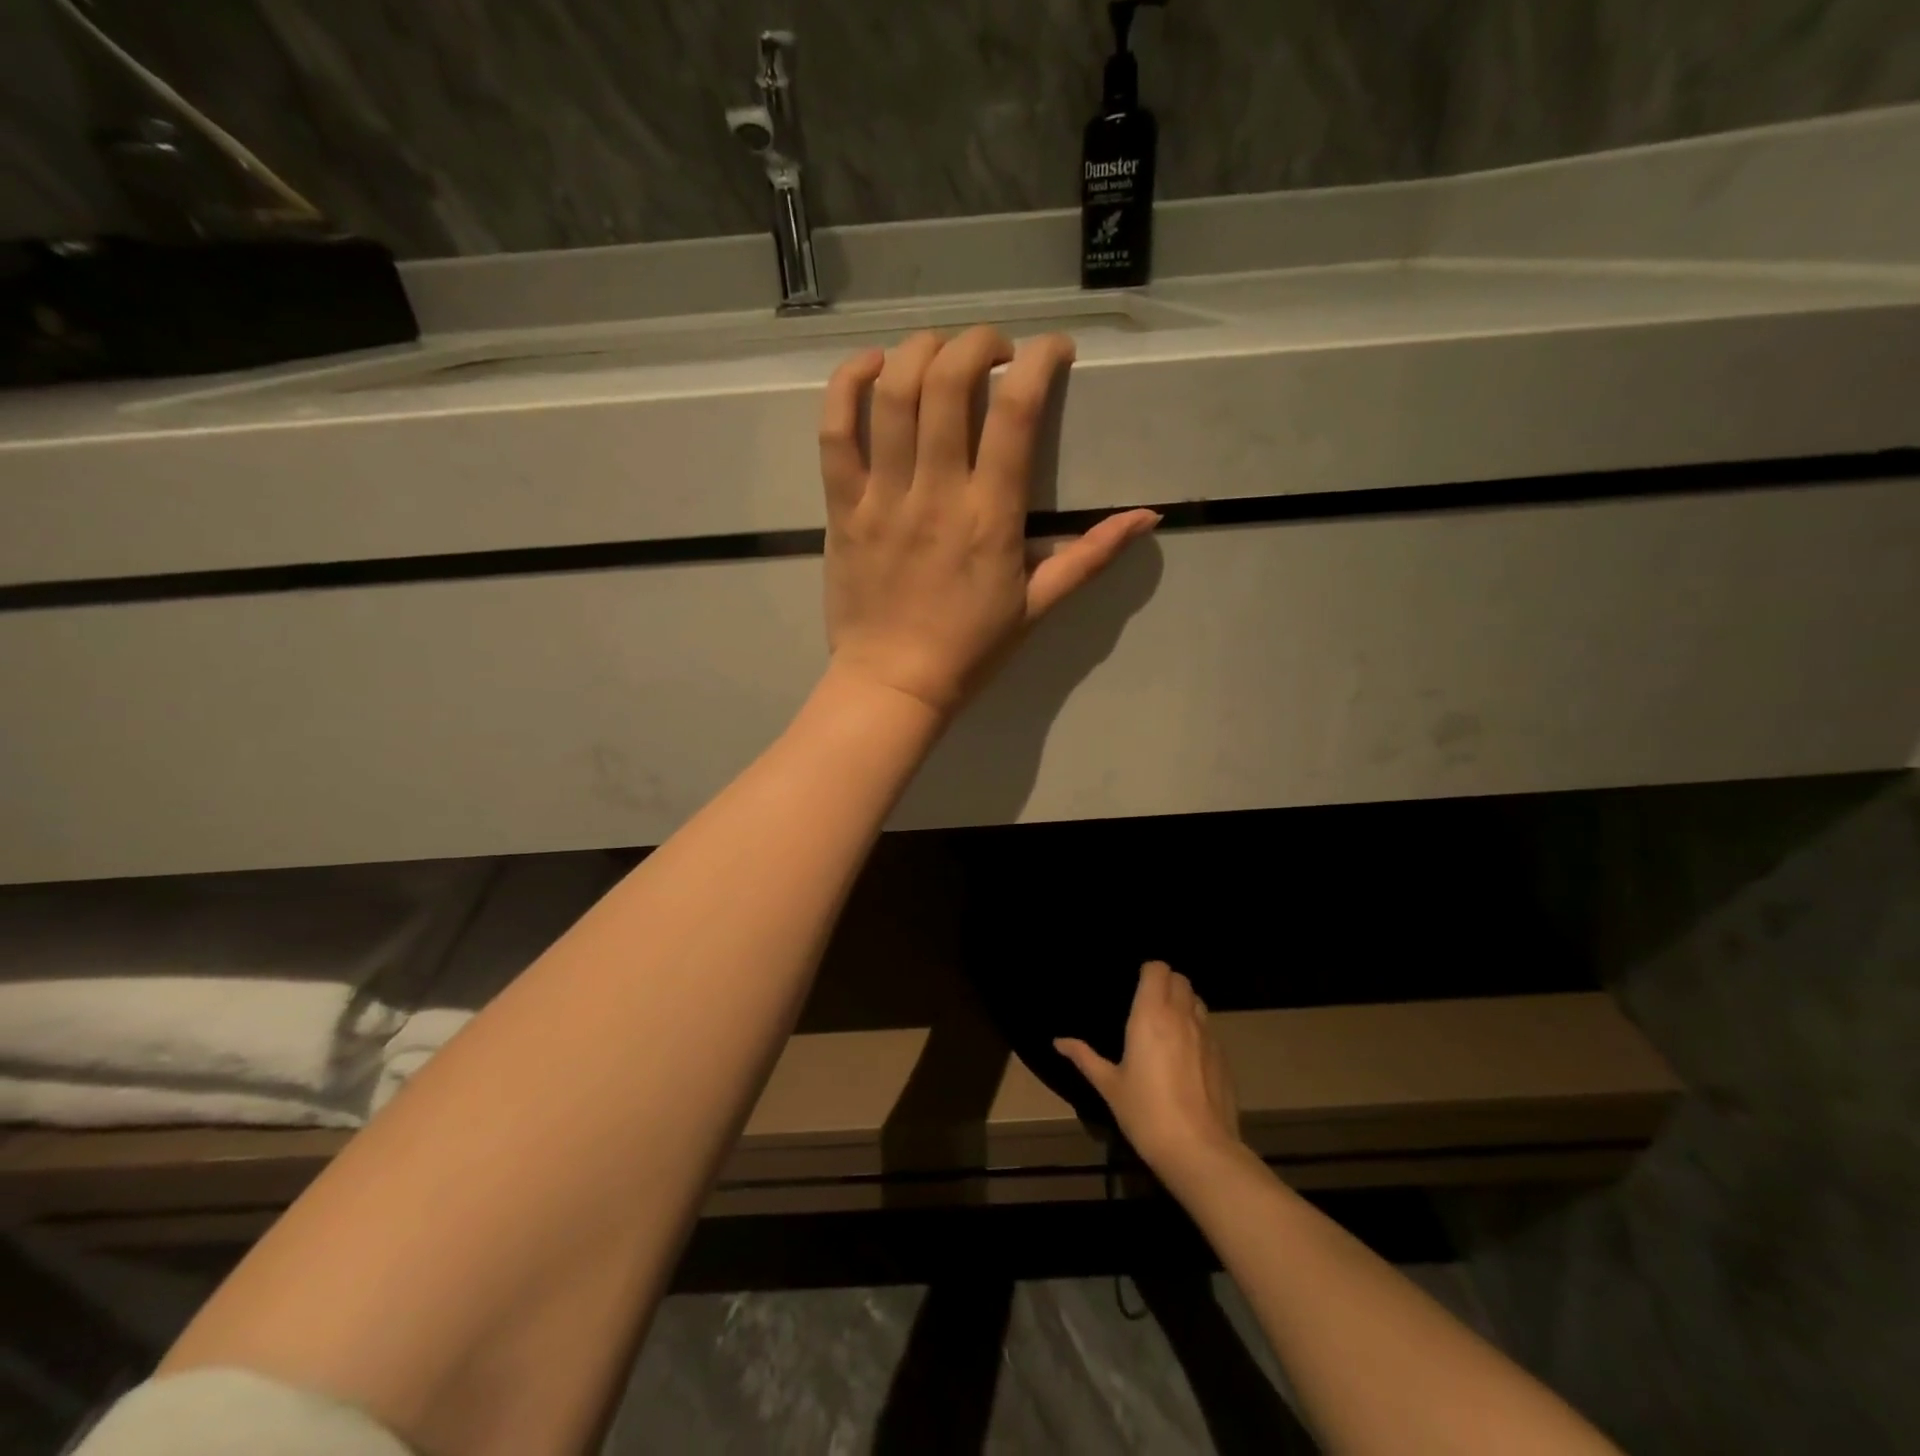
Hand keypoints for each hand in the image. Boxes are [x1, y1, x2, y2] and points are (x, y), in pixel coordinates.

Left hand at [819, 327, 1159, 716]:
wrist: (894, 685)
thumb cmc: (970, 650)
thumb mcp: (1038, 607)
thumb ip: (1089, 557)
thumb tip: (1147, 517)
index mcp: (991, 518)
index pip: (1016, 414)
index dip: (1038, 362)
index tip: (1051, 351)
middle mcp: (936, 495)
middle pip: (948, 384)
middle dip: (976, 343)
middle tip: (992, 350)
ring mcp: (882, 499)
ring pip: (892, 395)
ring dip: (918, 351)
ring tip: (938, 349)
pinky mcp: (841, 509)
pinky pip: (835, 434)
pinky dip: (847, 386)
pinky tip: (871, 368)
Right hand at [1056, 961, 1242, 1175]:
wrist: (1199, 1151)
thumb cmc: (1146, 1113)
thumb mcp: (1109, 1086)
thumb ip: (1085, 1057)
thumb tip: (1059, 1041)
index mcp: (1151, 1015)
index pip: (1158, 968)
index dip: (1148, 972)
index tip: (1135, 985)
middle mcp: (1182, 1016)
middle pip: (1180, 979)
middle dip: (1166, 983)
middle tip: (1148, 1003)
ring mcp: (1208, 1036)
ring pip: (1198, 1001)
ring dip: (1184, 1003)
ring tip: (1168, 1026)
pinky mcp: (1224, 1057)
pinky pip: (1209, 1029)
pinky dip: (1197, 1030)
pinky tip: (1186, 1057)